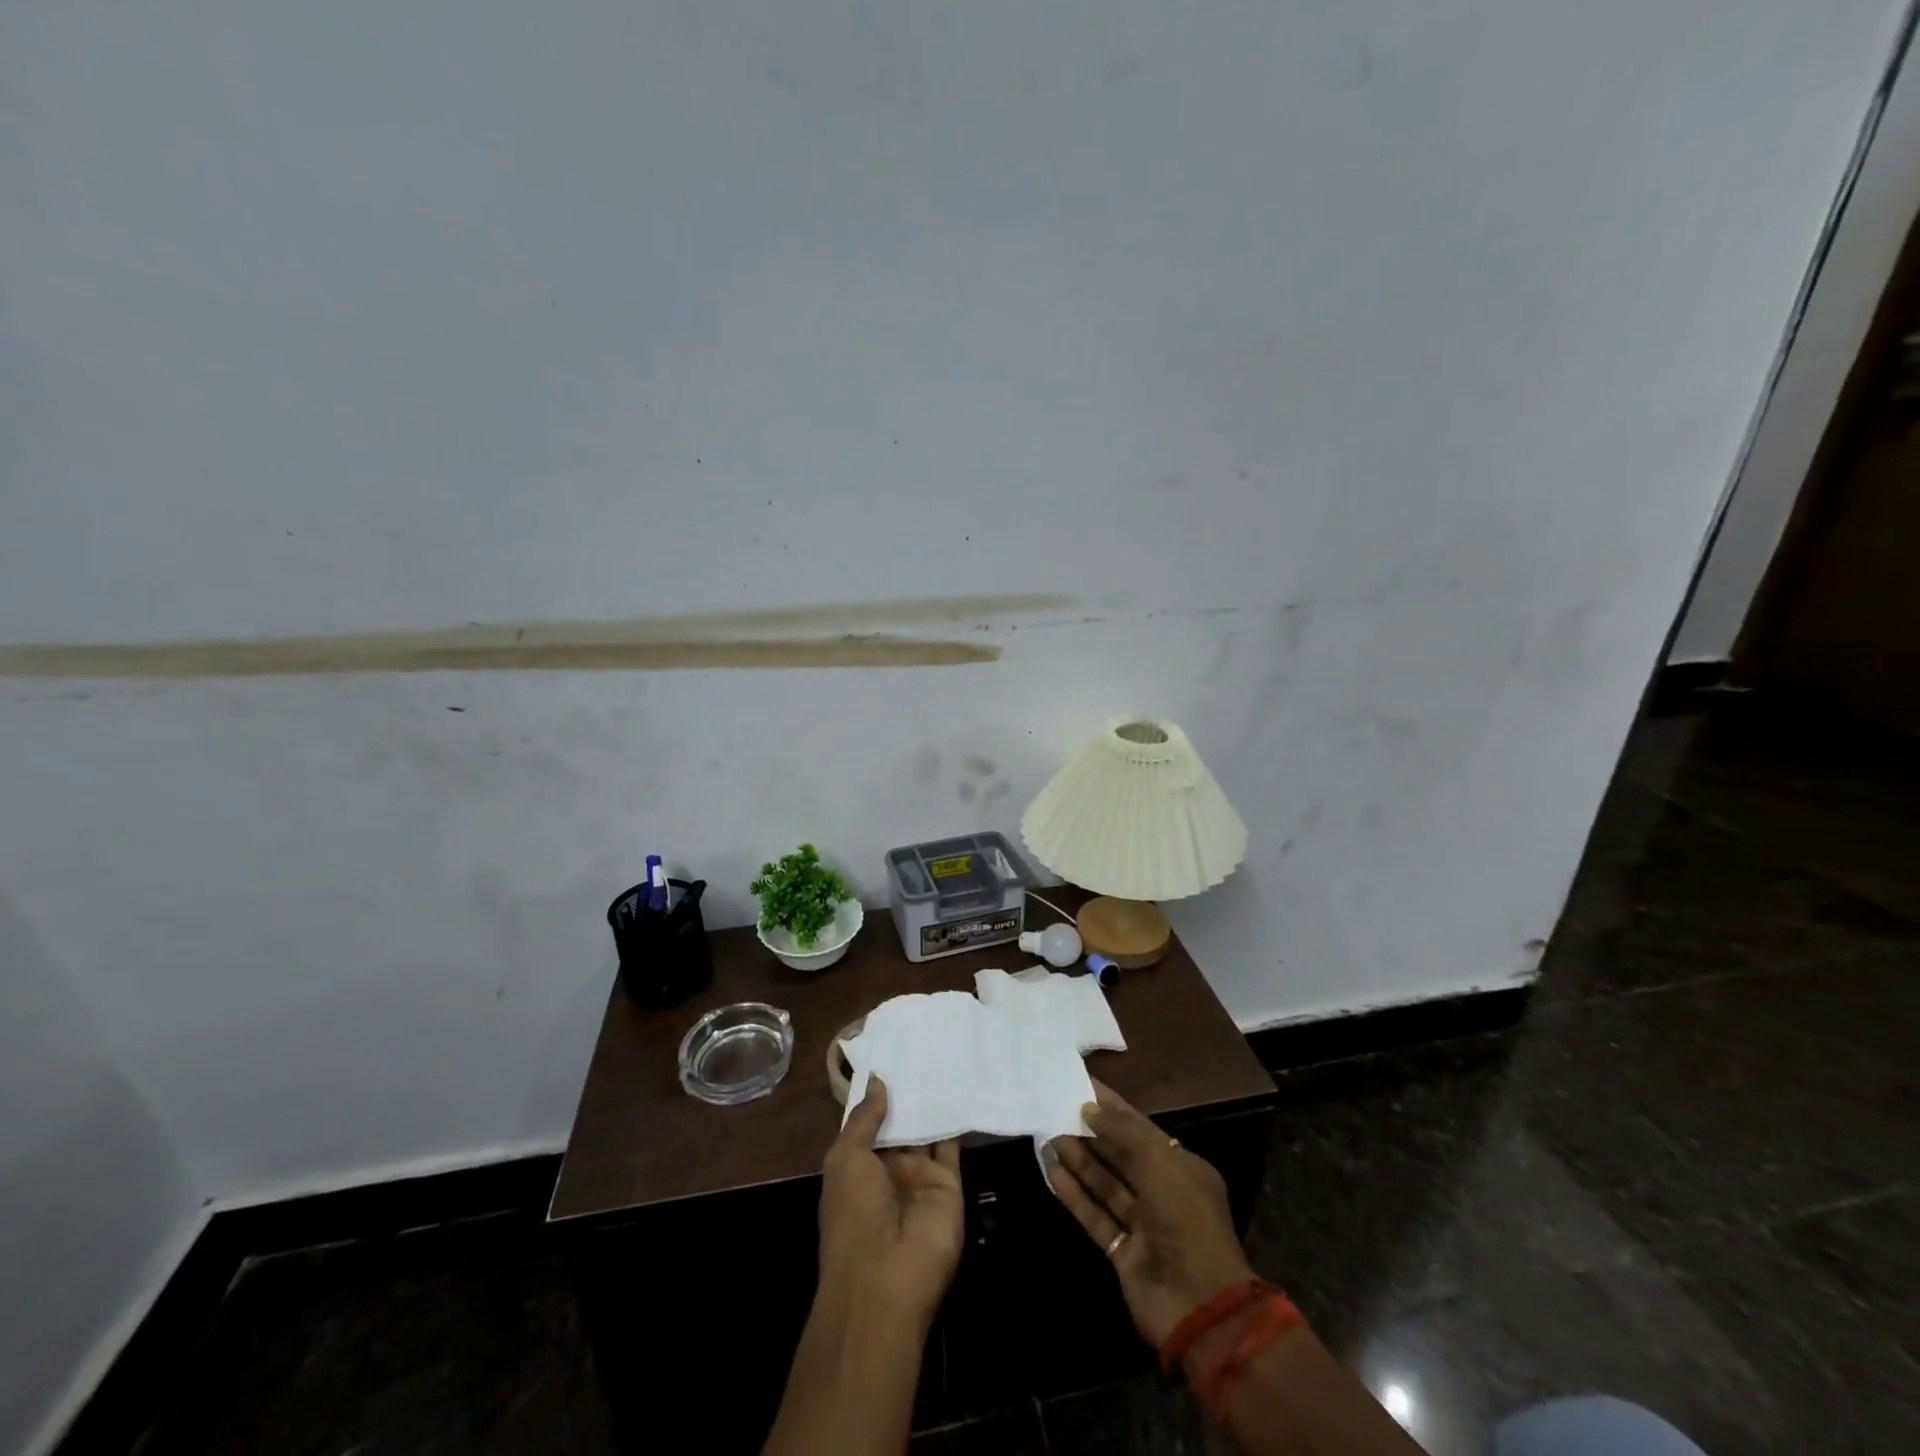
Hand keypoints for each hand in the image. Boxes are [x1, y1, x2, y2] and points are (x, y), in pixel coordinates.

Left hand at [819, 1077, 963, 1326]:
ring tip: (943, 1055)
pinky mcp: (948, 1185)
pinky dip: (956, 1120)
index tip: (891, 1052)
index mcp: (857, 1166)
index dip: (878, 1092)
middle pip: (901, 1123)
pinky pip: (952, 1147)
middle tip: (922, 1044)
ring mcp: (919, 1178)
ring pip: (927, 1131)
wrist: (886, 1277)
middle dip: (908, 1092)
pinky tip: (961, 1087)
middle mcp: (889, 1170)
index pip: (869, 1122)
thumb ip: (865, 1118)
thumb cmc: (854, 1213)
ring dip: (932, 1102)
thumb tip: (878, 1079)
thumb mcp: (846, 1158)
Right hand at [1046, 1080, 1255, 1349]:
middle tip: (1057, 1108)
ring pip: (1106, 1184)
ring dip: (1079, 1160)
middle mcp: (1163, 1192)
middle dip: (1091, 1132)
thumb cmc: (1185, 1220)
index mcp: (1182, 1167)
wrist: (1199, 1306)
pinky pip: (1095, 1215)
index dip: (1112, 1105)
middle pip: (1121, 1154)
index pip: (1140, 1127)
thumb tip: (1089, 1109)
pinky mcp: (1123, 1252)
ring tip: (1048, 1135)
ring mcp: (1143, 1225)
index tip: (1081, 1083)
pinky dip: (1075, 1195)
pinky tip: (1052, 1172)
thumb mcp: (1159, 1163)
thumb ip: (1123, 1132)